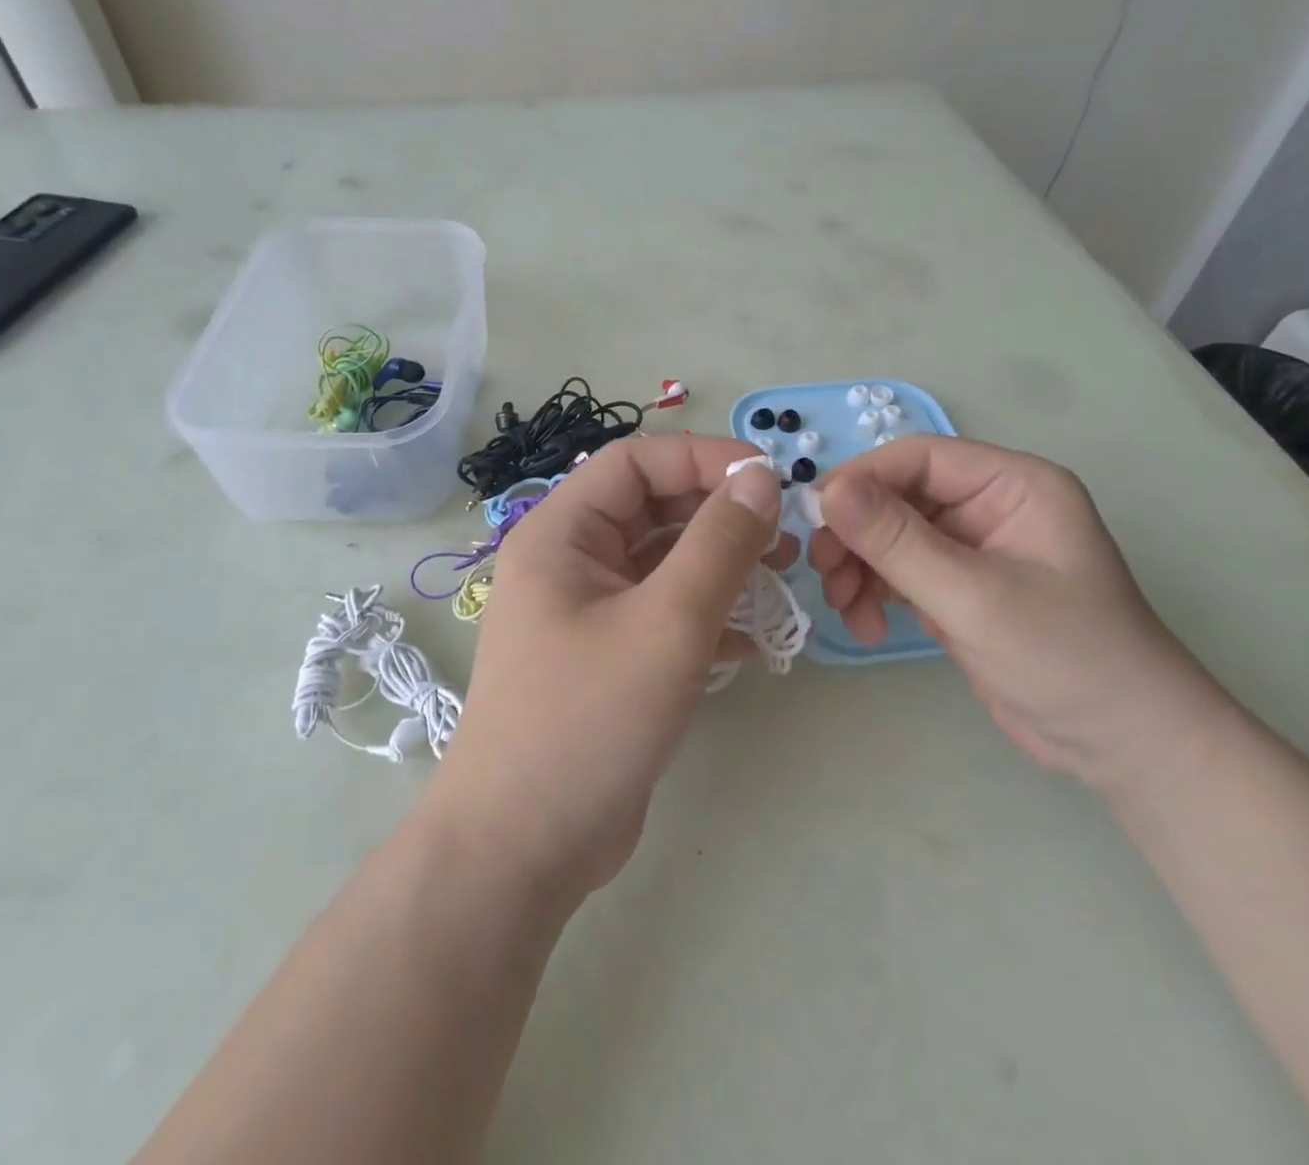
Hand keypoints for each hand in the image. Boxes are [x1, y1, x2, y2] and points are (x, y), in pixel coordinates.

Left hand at [424, 434, 794, 905]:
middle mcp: (570, 562)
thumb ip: (719, 543)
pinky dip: (709, 614)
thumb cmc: (588, 720)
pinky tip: (754, 640)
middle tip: (784, 539)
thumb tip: (761, 477)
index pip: (636, 462)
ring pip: (664, 562)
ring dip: (722, 566)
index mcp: (561, 533)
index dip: (703, 459)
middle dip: (720, 516)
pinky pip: (665, 611)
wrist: (524, 848)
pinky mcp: (609, 657)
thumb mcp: (667, 623)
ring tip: (780, 582)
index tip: (769, 480)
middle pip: (653, 509)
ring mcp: (588, 611)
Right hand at [810, 436, 1229, 792]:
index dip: (862, 480)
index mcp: (1012, 485)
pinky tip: (865, 624)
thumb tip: (827, 491)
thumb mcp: (973, 596)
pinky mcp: (958, 588)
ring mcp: (972, 548)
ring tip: (845, 608)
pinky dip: (874, 592)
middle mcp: (990, 506)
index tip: (816, 519)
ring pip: (890, 535)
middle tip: (824, 574)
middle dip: (856, 535)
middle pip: (897, 497)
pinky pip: (899, 571)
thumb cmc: (1065, 657)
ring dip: (858, 567)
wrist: (1122, 745)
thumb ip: (897, 541)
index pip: (919, 458)